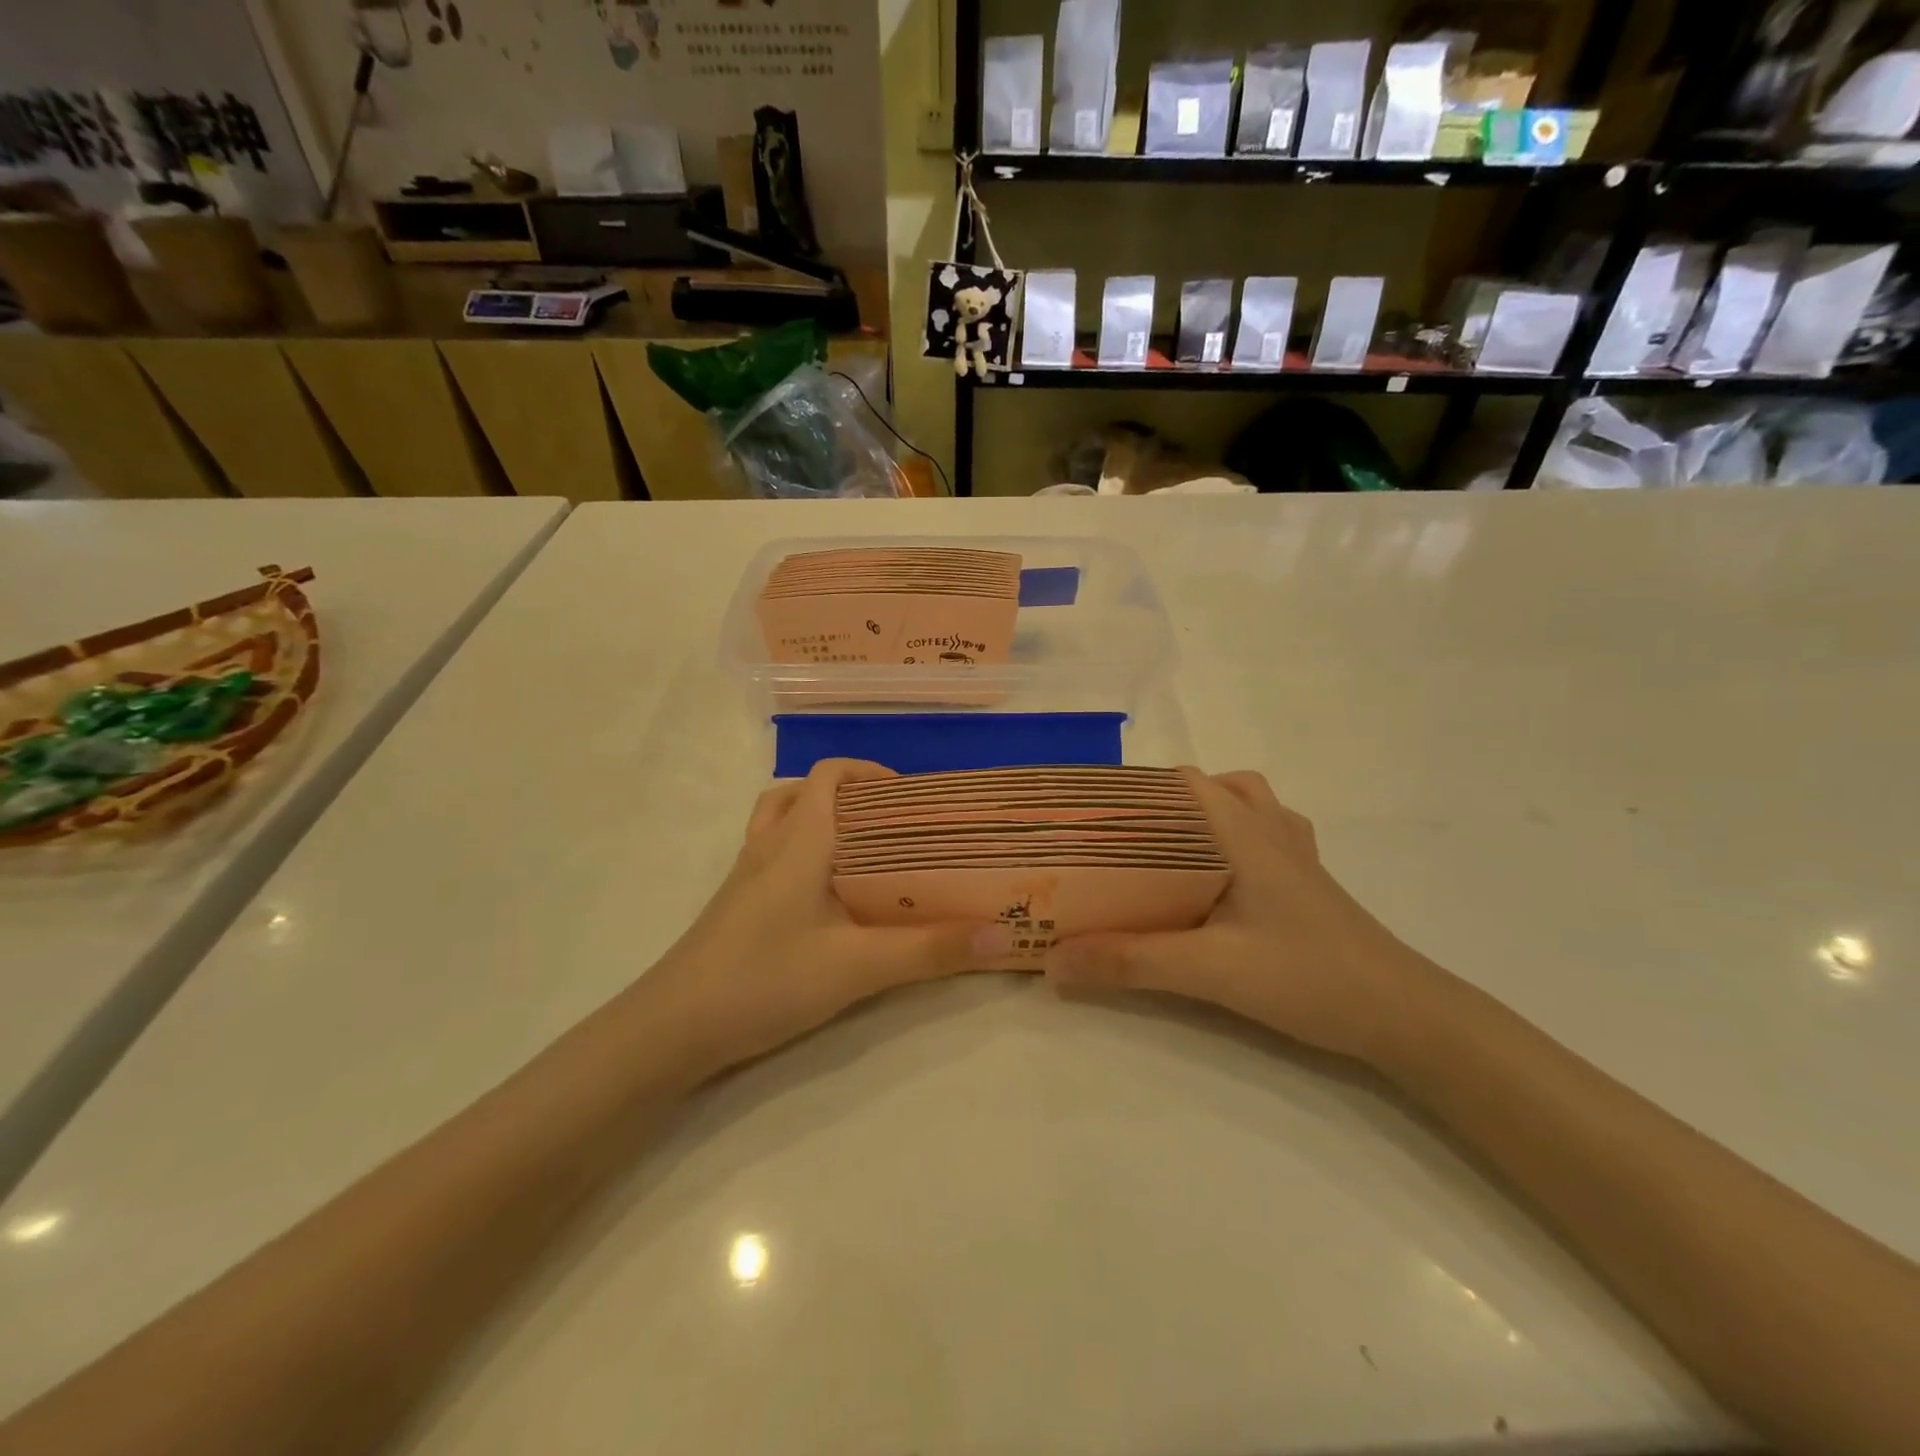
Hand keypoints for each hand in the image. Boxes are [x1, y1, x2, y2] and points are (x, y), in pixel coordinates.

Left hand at [635, 759, 1008, 1081]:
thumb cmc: (766, 979)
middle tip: (895, 826)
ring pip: (781, 820)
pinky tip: (826, 898)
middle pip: (805, 792)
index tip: (911, 798)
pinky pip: (772, 854)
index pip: (829, 775)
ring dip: (819, 819)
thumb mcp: (858, 967)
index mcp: (800, 839)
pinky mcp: (735, 904)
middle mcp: (769, 844)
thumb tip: (1002, 933)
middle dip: (851, 797)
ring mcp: (745, 874)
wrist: (672, 1028)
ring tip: (861, 852)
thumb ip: (930, 950)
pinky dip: (801, 852)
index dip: (869, 773)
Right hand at [1043, 768, 1446, 1063]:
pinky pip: (1264, 834)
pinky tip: (1219, 878)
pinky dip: (1235, 837)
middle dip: (1160, 805)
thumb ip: (1130, 962)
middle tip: (1119, 842)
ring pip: (1242, 805)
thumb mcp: (1209, 970)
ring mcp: (1295, 853)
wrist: (1403, 1014)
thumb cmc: (1307, 976)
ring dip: (1202, 816)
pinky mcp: (1309, 880)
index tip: (1091, 817)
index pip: (1181, 781)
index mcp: (1242, 831)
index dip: (1134, 790)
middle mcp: (1269, 828)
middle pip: (1208, 787)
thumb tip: (1053, 962)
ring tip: (1167, 852)